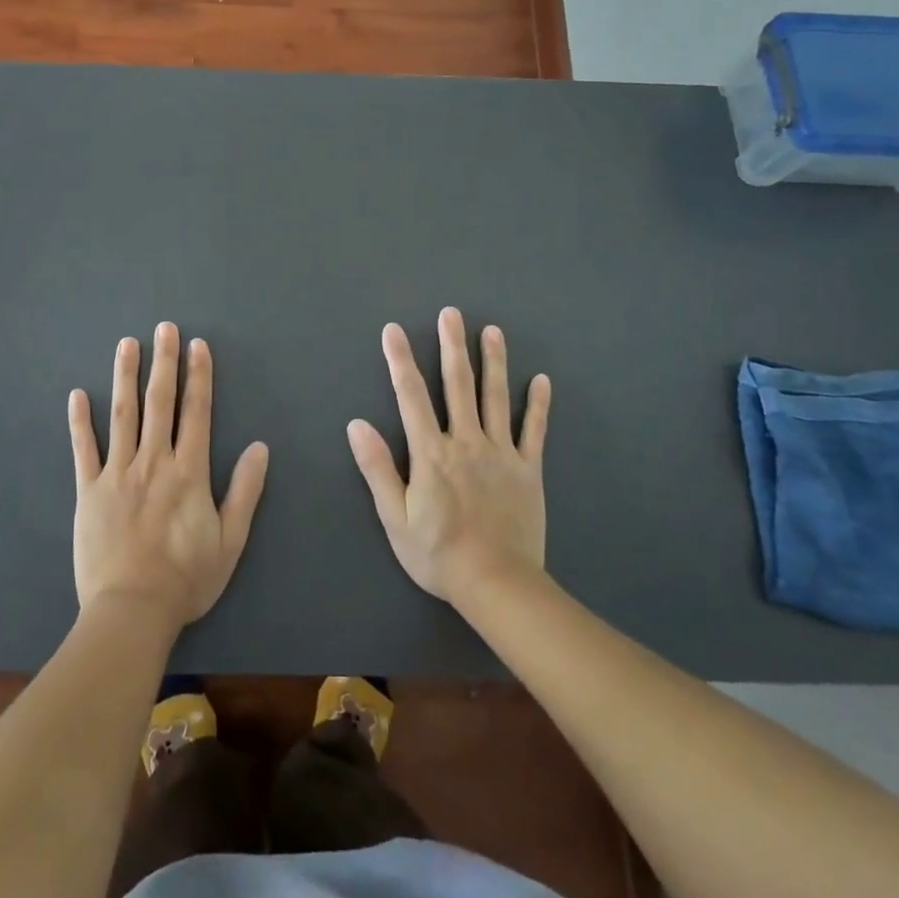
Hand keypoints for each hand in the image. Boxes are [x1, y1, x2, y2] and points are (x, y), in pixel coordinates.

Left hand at [68, 323, 269, 632]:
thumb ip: (245, 490)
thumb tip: (260, 447)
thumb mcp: (231, 539)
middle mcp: (154, 461)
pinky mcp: (89, 491)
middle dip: (164, 362)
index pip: (196, 412)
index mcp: (189, 471)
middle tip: (164, 328)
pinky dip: (80, 421)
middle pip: (160, 403)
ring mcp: (118, 473)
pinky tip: (78, 394)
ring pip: (122, 415)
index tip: (197, 346)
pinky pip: (83, 449)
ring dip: (125, 377)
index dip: (198, 376)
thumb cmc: (186, 578)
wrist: (132, 610)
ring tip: (127, 345)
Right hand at [348, 307, 550, 606]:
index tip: (394, 330)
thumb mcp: (394, 517)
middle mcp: (466, 442)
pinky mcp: (527, 469)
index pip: (411, 395)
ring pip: (496, 397)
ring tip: (492, 331)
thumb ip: (377, 467)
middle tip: (452, 313)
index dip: (400, 360)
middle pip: (457, 384)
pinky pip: (533, 431)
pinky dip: (537, 404)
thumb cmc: (437, 553)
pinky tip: (541, 379)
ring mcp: (500, 453)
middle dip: (452, 345)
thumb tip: (356, 424)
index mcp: (431, 452)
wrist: (497, 584)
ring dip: (494, 361)